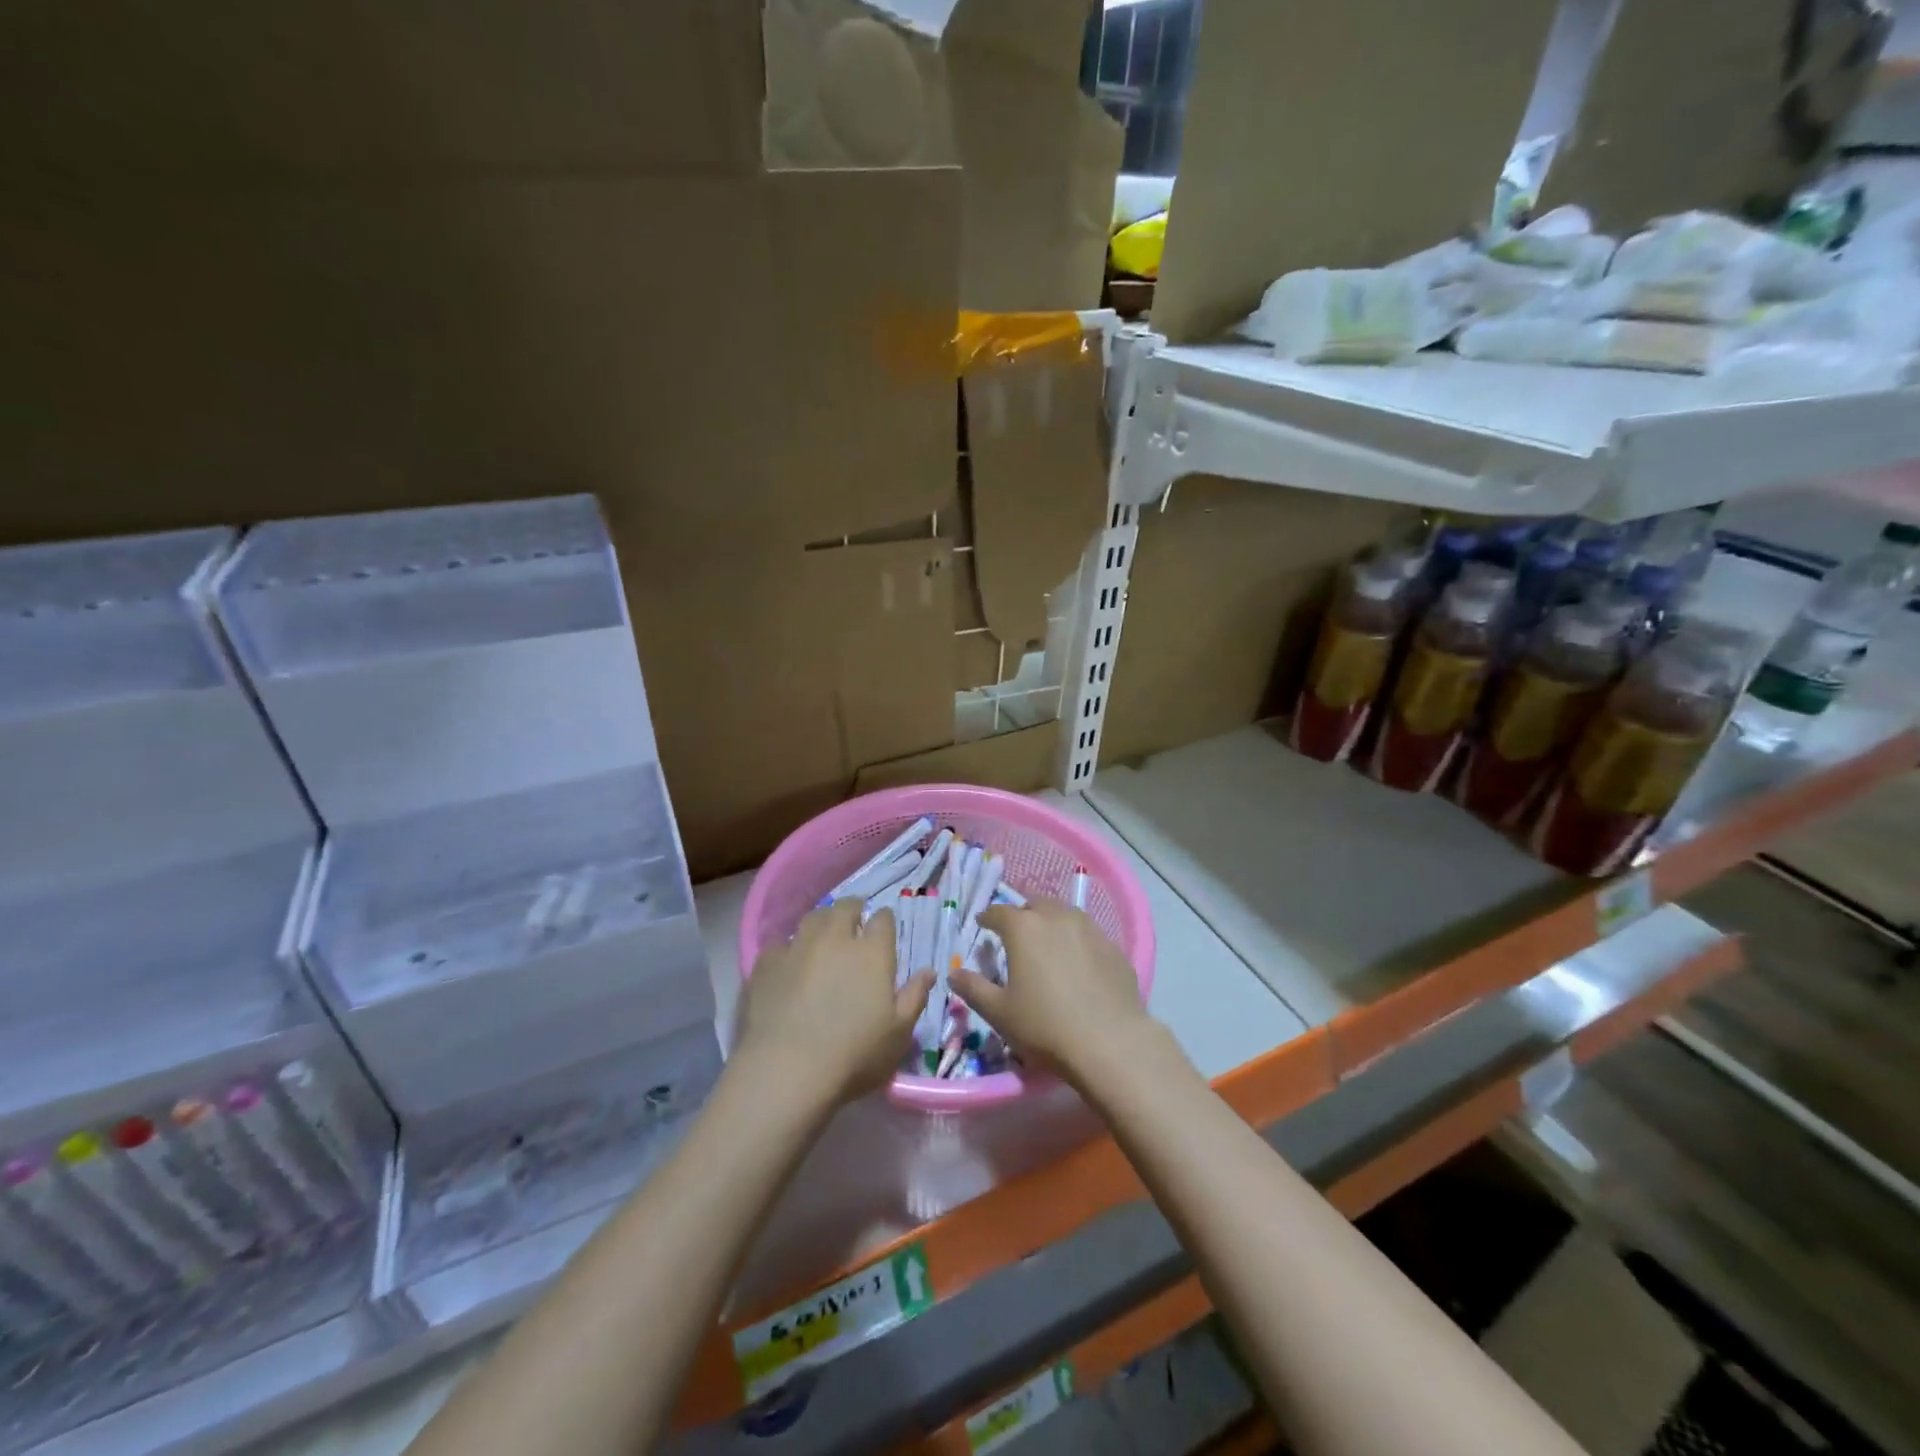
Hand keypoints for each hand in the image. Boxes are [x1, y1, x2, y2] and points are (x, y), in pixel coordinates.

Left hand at [736, 899, 932, 1105]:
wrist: (787, 1071)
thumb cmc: (854, 1056)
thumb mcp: (899, 1034)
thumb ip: (915, 997)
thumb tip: (929, 971)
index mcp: (872, 952)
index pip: (883, 919)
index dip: (884, 921)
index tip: (884, 929)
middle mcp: (836, 939)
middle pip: (845, 908)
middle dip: (853, 910)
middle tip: (854, 922)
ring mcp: (798, 947)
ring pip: (812, 918)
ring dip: (822, 922)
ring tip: (823, 938)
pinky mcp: (766, 964)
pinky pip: (780, 944)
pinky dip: (788, 949)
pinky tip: (789, 964)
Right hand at [950, 899, 1152, 1084]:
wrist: (1111, 1043)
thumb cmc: (1045, 1026)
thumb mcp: (999, 1013)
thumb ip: (973, 989)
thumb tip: (953, 974)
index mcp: (1024, 928)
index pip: (999, 912)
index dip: (988, 917)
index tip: (983, 924)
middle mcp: (1056, 918)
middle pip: (1035, 904)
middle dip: (1022, 914)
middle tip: (1016, 933)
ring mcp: (1089, 929)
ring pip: (1065, 914)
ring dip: (1051, 922)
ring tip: (1047, 942)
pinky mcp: (1113, 947)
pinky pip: (1088, 934)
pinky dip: (1077, 940)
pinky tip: (1078, 961)